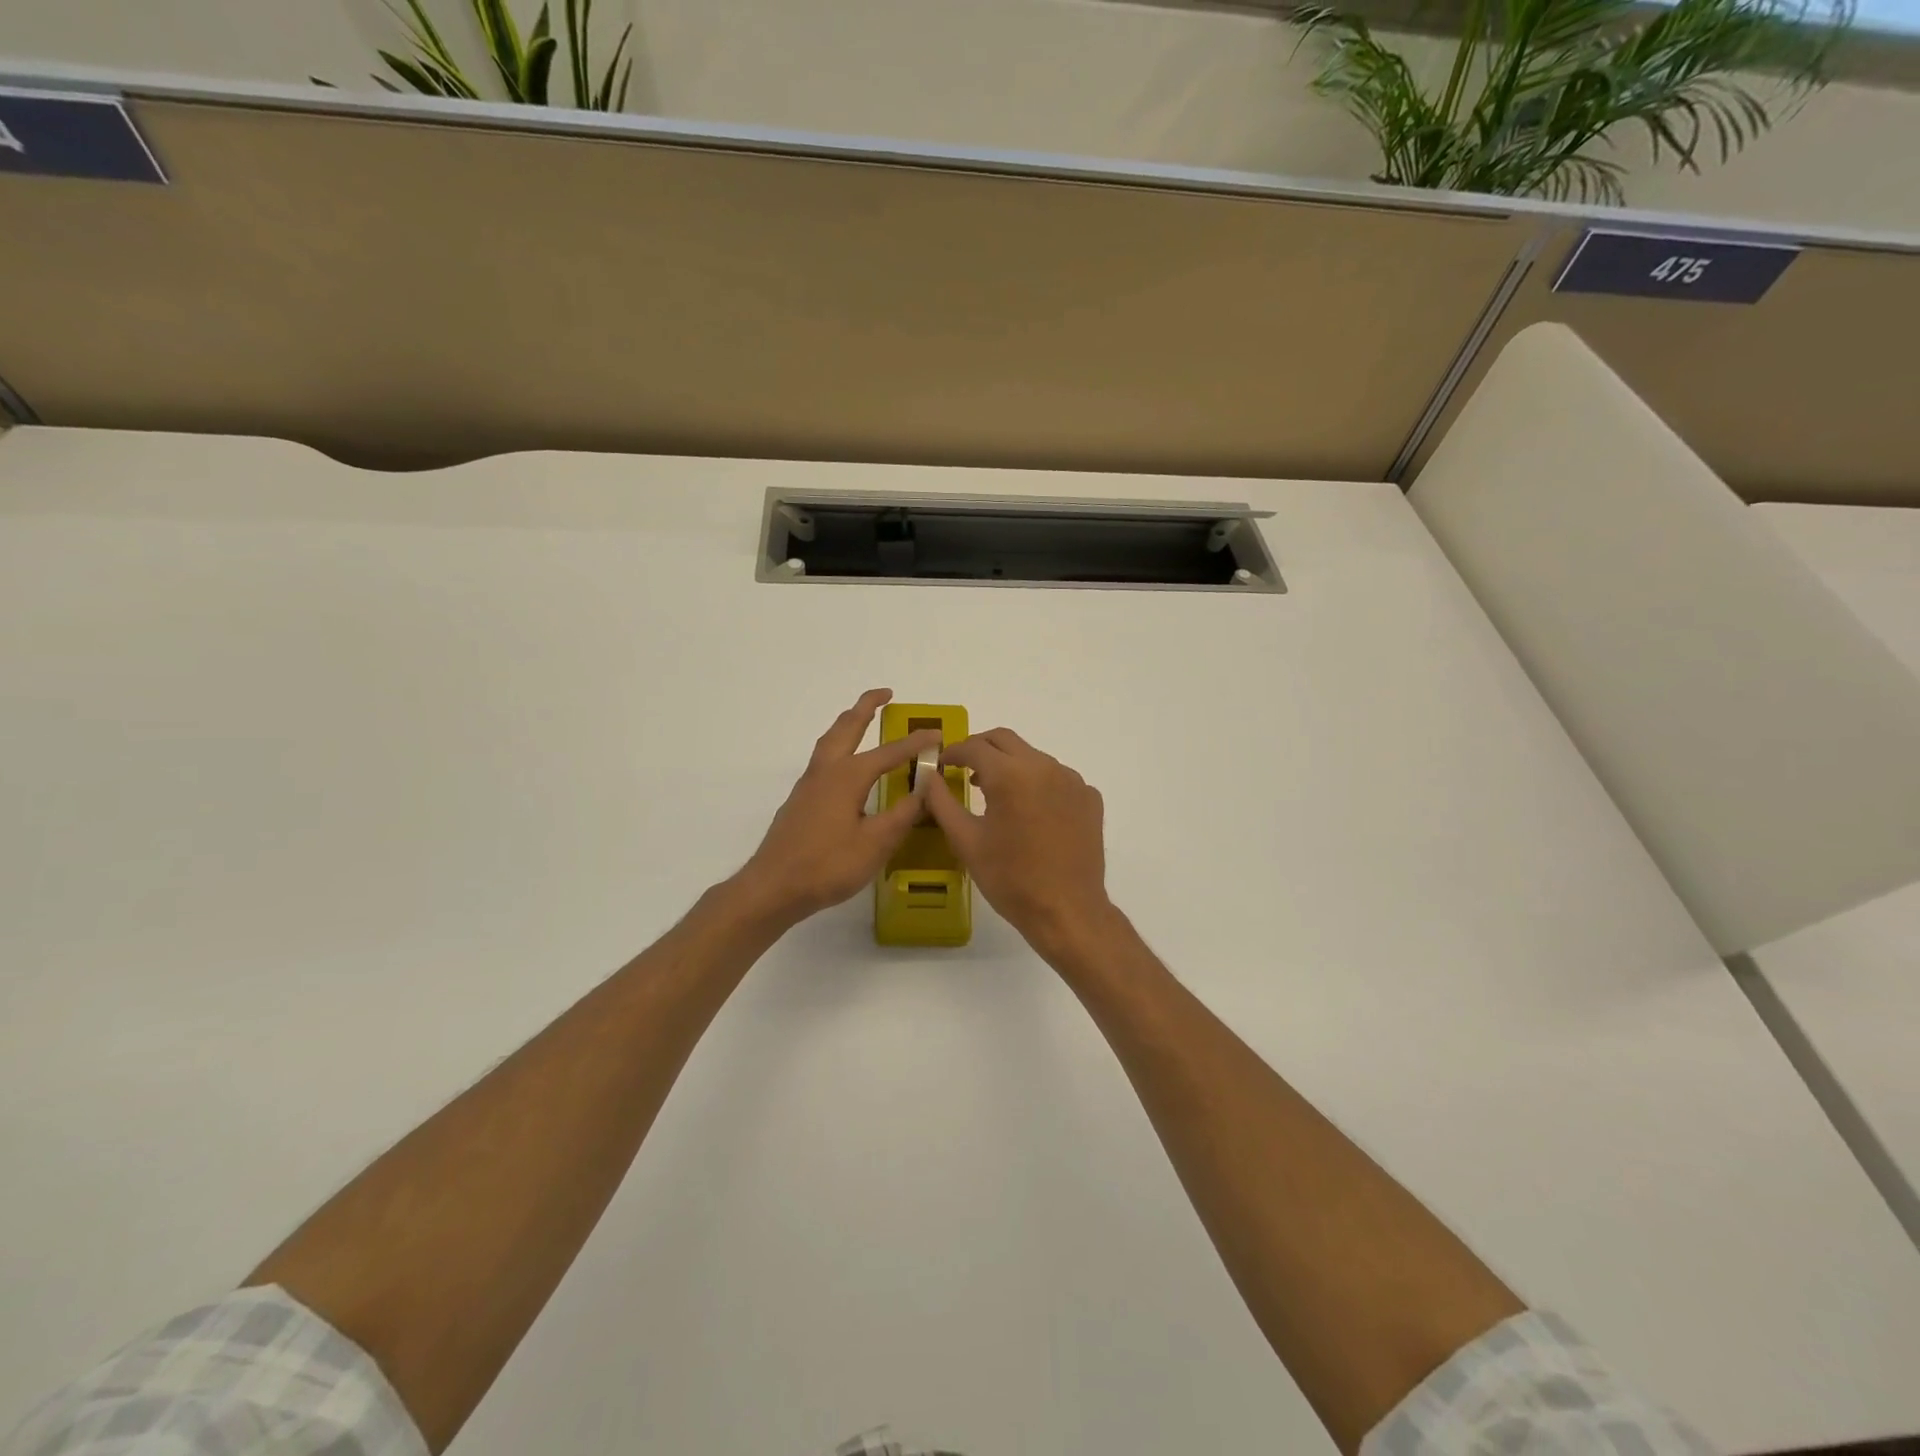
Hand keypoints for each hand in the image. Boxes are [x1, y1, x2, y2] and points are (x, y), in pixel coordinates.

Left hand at [736, 689, 941, 928]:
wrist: (773, 887)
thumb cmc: (827, 866)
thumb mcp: (875, 843)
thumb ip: (902, 814)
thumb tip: (925, 788)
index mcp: (848, 777)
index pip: (889, 752)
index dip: (915, 743)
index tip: (937, 734)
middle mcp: (826, 771)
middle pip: (847, 728)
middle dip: (866, 707)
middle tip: (885, 693)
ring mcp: (808, 785)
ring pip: (830, 741)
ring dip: (848, 723)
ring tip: (862, 717)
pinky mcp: (800, 801)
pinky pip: (823, 759)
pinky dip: (838, 746)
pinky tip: (844, 764)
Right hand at [921, 727, 1116, 959]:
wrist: (1067, 911)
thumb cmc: (1010, 879)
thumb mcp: (966, 841)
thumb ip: (942, 802)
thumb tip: (929, 778)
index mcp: (1010, 774)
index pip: (974, 747)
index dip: (953, 752)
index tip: (942, 764)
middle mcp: (1044, 767)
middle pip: (1006, 740)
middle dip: (981, 749)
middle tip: (965, 769)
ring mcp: (1072, 781)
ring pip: (1033, 757)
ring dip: (1011, 766)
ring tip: (996, 795)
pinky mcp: (1089, 798)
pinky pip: (1058, 778)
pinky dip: (1038, 784)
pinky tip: (1031, 813)